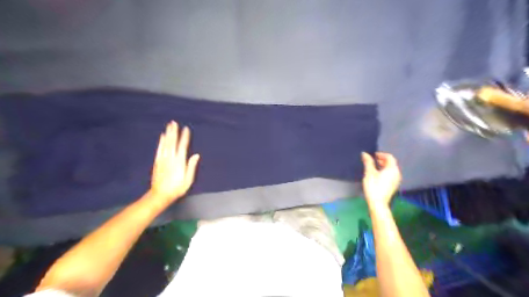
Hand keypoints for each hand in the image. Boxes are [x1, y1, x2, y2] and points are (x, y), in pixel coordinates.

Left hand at [151, 122, 200, 202]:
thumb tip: (196, 155)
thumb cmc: (177, 188)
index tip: (186, 129)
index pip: (183, 146)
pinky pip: (159, 149)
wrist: (160, 195)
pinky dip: (160, 142)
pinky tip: (162, 136)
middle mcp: (170, 158)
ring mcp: (163, 159)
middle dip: (174, 132)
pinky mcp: (157, 161)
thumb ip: (191, 166)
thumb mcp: (188, 180)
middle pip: (172, 142)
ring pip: (165, 144)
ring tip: (169, 126)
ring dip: (167, 134)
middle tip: (174, 122)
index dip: (184, 137)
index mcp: (179, 162)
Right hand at [361, 153, 403, 208]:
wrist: (378, 203)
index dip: (381, 154)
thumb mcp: (369, 173)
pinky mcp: (393, 185)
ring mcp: (396, 180)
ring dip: (383, 166)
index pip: (389, 157)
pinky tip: (377, 175)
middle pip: (391, 163)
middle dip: (382, 160)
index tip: (373, 155)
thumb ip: (368, 162)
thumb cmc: (374, 186)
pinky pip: (390, 175)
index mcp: (392, 169)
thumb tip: (365, 153)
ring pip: (391, 169)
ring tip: (374, 167)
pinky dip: (385, 172)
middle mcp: (397, 173)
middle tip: (373, 160)